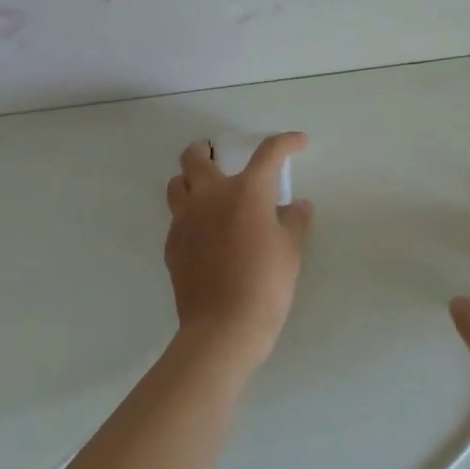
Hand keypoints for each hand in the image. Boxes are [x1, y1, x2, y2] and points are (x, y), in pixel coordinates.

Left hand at [165, 132, 313, 369]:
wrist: (224, 326)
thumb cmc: (266, 283)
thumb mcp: (291, 250)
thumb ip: (295, 221)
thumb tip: (296, 206)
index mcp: (246, 191)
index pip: (268, 153)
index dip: (286, 142)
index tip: (297, 142)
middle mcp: (210, 195)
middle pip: (196, 156)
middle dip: (208, 149)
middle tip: (221, 157)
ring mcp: (185, 219)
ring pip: (177, 183)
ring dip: (191, 180)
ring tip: (208, 193)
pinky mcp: (172, 244)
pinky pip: (177, 217)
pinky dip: (190, 214)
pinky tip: (206, 233)